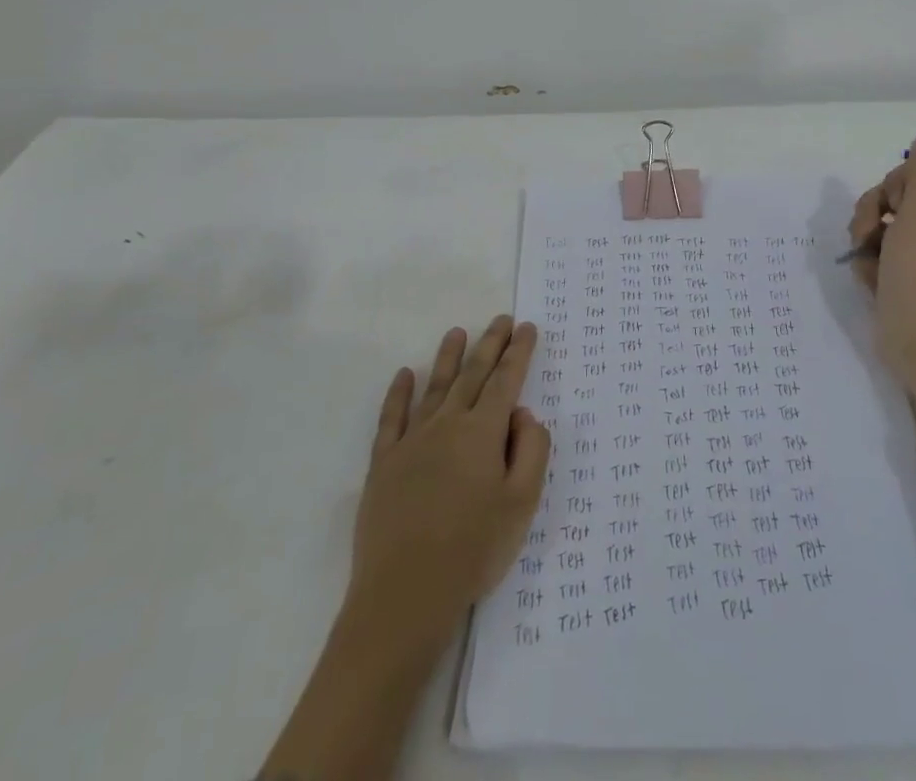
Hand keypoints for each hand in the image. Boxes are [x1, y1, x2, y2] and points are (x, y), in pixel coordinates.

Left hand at [346, 316, 549, 651]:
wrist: (404, 596)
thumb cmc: (473, 550)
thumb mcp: (522, 504)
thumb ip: (532, 450)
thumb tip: (522, 414)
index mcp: (483, 432)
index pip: (506, 381)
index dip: (519, 352)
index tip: (527, 328)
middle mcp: (447, 424)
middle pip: (472, 375)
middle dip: (490, 344)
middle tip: (501, 319)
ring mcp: (412, 441)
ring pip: (434, 387)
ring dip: (448, 358)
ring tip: (457, 332)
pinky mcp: (384, 463)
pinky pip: (391, 417)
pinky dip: (399, 393)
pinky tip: (404, 374)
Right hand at [850, 134, 915, 394]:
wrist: (914, 338)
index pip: (909, 179)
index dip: (891, 189)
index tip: (892, 208)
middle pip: (886, 201)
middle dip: (871, 217)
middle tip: (874, 238)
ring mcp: (910, 254)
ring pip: (872, 227)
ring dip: (864, 242)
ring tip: (870, 265)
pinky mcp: (893, 274)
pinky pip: (869, 254)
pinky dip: (865, 264)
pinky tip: (870, 280)